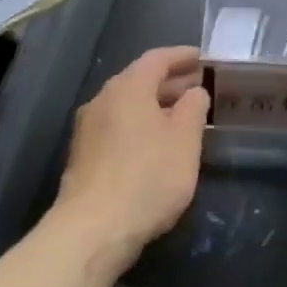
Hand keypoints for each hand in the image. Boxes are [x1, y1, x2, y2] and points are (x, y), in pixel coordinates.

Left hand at [54, 46, 209, 268]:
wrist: (93, 230)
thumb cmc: (148, 177)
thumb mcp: (185, 141)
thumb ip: (194, 108)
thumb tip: (194, 92)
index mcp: (127, 88)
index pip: (157, 59)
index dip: (182, 56)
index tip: (202, 58)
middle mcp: (102, 100)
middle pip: (139, 81)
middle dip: (171, 82)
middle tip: (199, 87)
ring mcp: (89, 129)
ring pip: (128, 106)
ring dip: (156, 107)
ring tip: (183, 118)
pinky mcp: (84, 156)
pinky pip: (118, 127)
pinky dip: (141, 126)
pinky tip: (158, 145)